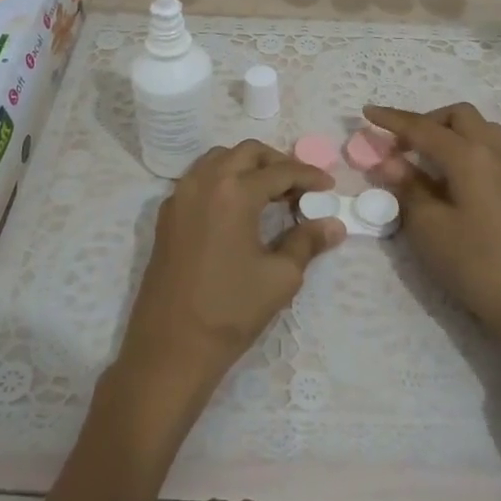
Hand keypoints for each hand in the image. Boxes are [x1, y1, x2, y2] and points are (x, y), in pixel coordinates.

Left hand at [113, 140, 345, 423]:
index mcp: (234, 192)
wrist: (171, 347)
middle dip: (277, 163)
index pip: (280, 171)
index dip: (308, 176)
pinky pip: (198, 179)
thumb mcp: (280, 277)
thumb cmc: (231, 311)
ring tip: (270, 194)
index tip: (329, 187)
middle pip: (247, 153)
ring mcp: (179, 196)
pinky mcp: (166, 215)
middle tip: (299, 187)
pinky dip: (223, 180)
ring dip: (247, 167)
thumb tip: (334, 225)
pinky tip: (238, 209)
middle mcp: (203, 182)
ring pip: (219, 159)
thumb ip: (307, 242)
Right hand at [365, 104, 500, 401]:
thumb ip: (407, 186)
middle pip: (459, 116)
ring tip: (430, 160)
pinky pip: (494, 151)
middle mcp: (495, 152)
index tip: (368, 112)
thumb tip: (390, 162)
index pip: (423, 128)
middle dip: (428, 121)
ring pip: (482, 130)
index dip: (392, 119)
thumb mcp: (427, 226)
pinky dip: (470, 150)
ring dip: (452, 133)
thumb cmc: (471, 262)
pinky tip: (457, 181)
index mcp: (469, 156)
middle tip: (404, 145)